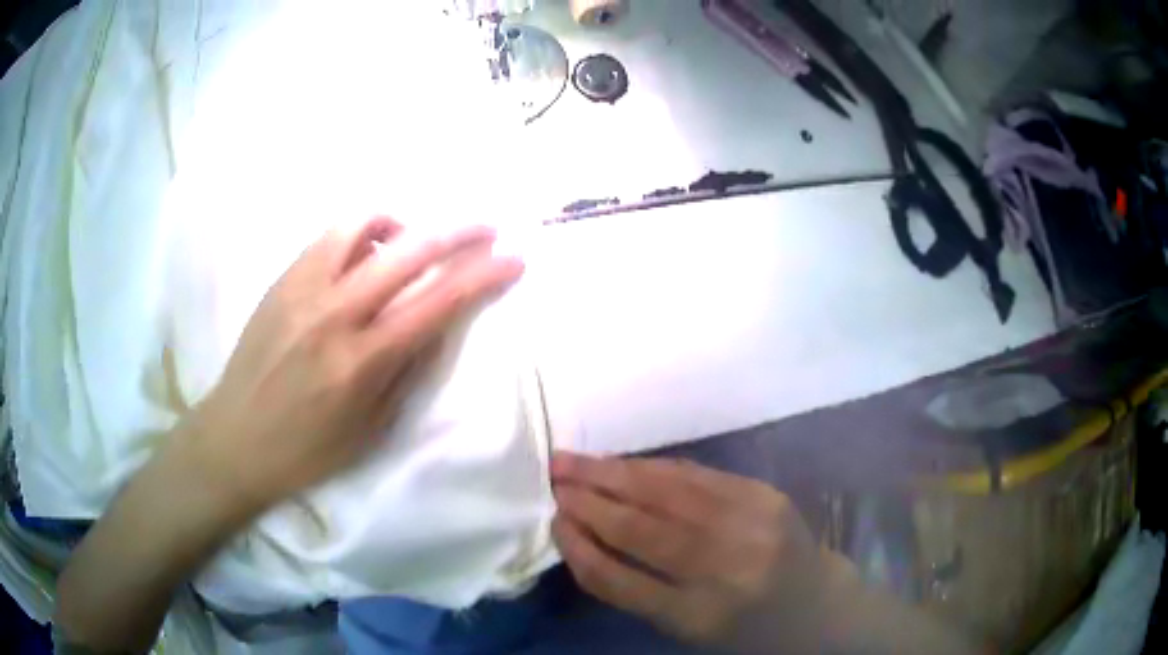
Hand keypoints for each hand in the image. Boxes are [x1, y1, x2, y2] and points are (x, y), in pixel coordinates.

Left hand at [187, 217, 523, 510]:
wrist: (236, 438)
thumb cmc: (307, 450)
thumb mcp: (371, 430)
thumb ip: (408, 371)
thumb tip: (436, 324)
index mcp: (362, 362)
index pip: (437, 304)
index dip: (483, 277)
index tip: (514, 260)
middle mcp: (335, 314)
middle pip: (409, 252)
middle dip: (459, 233)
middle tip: (486, 229)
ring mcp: (303, 289)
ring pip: (363, 225)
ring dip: (403, 223)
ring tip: (414, 238)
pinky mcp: (282, 280)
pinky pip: (329, 237)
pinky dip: (360, 232)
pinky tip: (367, 251)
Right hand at [551, 452, 839, 652]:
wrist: (815, 601)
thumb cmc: (743, 626)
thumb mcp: (685, 628)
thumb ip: (634, 590)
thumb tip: (583, 538)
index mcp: (699, 617)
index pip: (620, 580)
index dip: (580, 548)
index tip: (553, 523)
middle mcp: (725, 570)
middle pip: (641, 529)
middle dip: (589, 501)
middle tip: (552, 479)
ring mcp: (750, 525)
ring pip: (666, 491)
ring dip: (613, 472)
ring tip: (573, 460)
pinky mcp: (764, 494)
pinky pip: (697, 474)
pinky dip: (653, 467)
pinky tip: (625, 463)